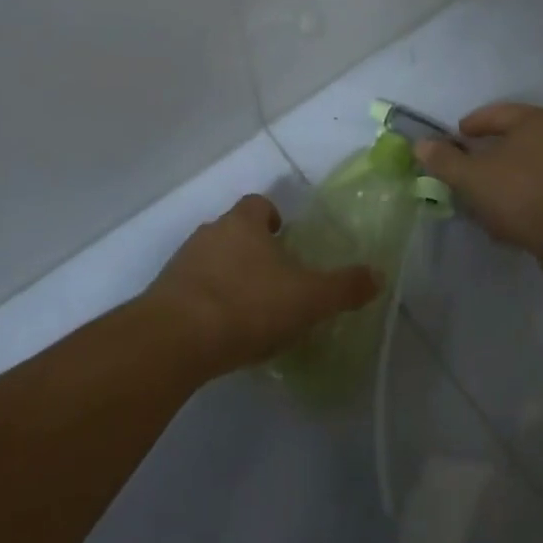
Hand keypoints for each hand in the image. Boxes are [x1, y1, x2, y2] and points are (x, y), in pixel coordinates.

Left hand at [142, 195, 379, 376]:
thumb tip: (378, 275)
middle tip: (275, 281)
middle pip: (234, 232)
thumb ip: (344, 287)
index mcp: (244, 223)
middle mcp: (210, 233)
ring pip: (212, 260)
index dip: (273, 218)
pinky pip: (192, 290)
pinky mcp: (164, 294)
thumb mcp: (308, 298)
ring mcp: (182, 262)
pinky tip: (222, 331)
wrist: (176, 338)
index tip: (286, 240)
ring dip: (228, 277)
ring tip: (249, 310)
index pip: (259, 204)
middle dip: (253, 251)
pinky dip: (207, 302)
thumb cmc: (248, 304)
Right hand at [414, 103, 542, 274]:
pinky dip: (519, 199)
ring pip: (523, 168)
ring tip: (480, 200)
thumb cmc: (522, 194)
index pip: (492, 114)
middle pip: (509, 141)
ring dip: (501, 181)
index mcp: (532, 119)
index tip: (451, 143)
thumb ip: (444, 160)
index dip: (467, 128)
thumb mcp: (472, 177)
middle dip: (484, 157)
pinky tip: (505, 220)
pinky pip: (538, 190)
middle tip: (462, 172)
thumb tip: (421, 144)